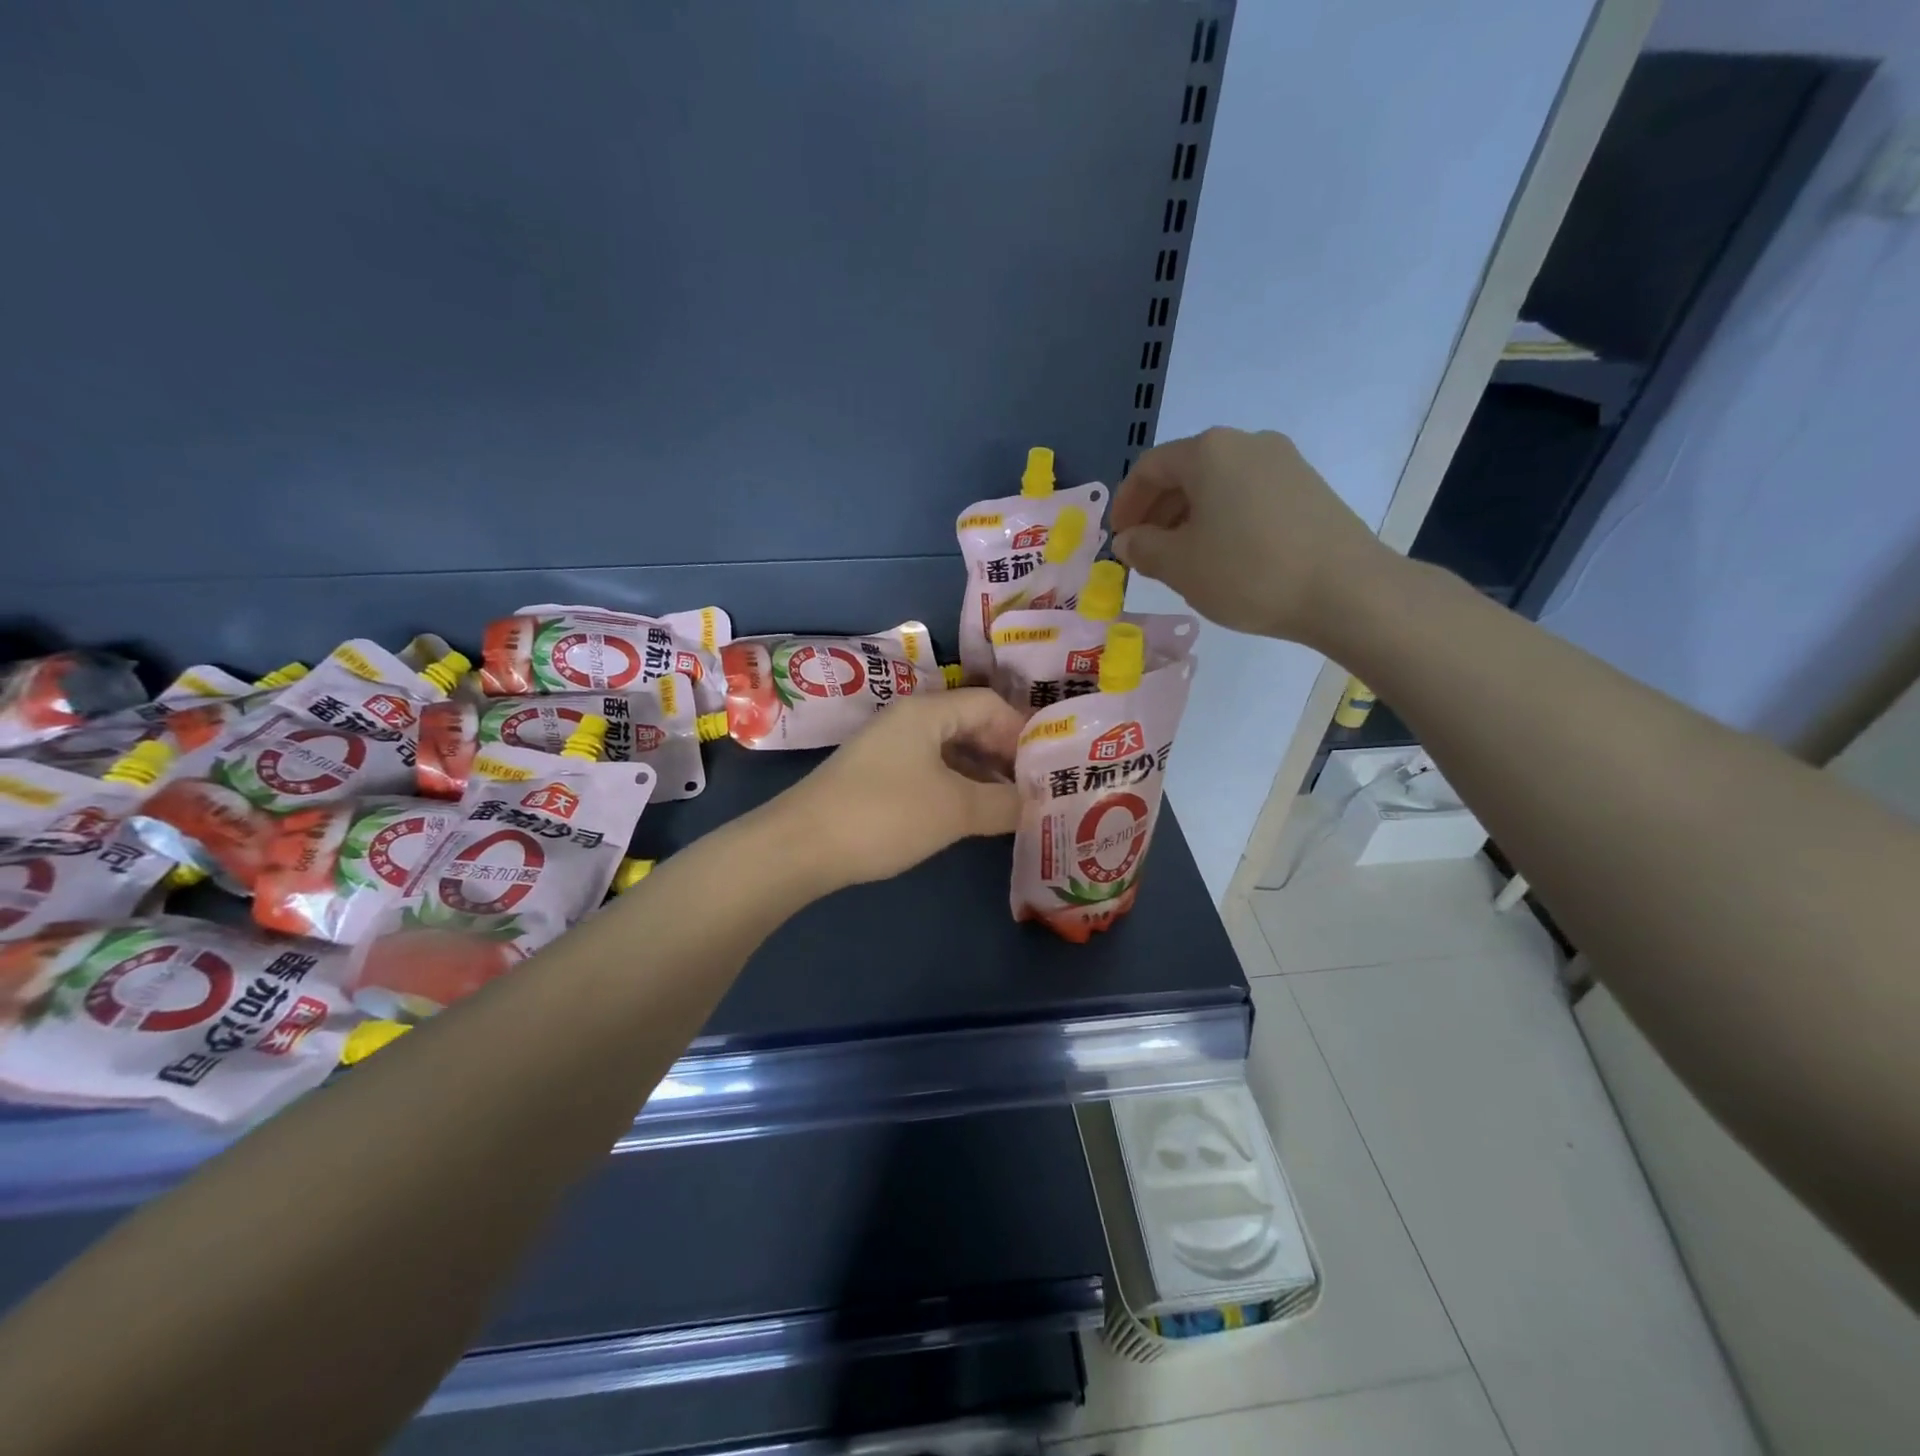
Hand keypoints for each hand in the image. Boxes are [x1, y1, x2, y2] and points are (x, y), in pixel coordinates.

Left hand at [770, 689, 1022, 886]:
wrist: (801, 846)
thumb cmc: (884, 815)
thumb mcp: (954, 810)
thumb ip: (1002, 803)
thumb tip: (1033, 802)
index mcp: (927, 711)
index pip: (990, 704)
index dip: (1022, 731)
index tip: (1047, 766)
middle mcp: (908, 720)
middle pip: (970, 724)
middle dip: (1005, 754)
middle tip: (1034, 787)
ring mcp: (889, 748)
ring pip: (950, 750)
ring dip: (982, 774)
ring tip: (1010, 805)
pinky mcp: (877, 777)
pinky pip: (930, 770)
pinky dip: (956, 787)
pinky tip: (970, 814)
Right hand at [1111, 427, 1396, 645]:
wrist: (1345, 590)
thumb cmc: (1248, 572)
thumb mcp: (1180, 566)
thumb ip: (1144, 548)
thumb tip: (1128, 539)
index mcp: (1209, 452)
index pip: (1149, 467)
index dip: (1126, 503)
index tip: (1118, 539)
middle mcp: (1247, 443)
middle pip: (1186, 471)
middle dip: (1157, 511)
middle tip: (1145, 552)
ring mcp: (1284, 462)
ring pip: (1218, 485)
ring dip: (1189, 517)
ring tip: (1182, 559)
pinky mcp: (1308, 488)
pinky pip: (1248, 495)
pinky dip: (1223, 519)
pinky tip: (1224, 556)